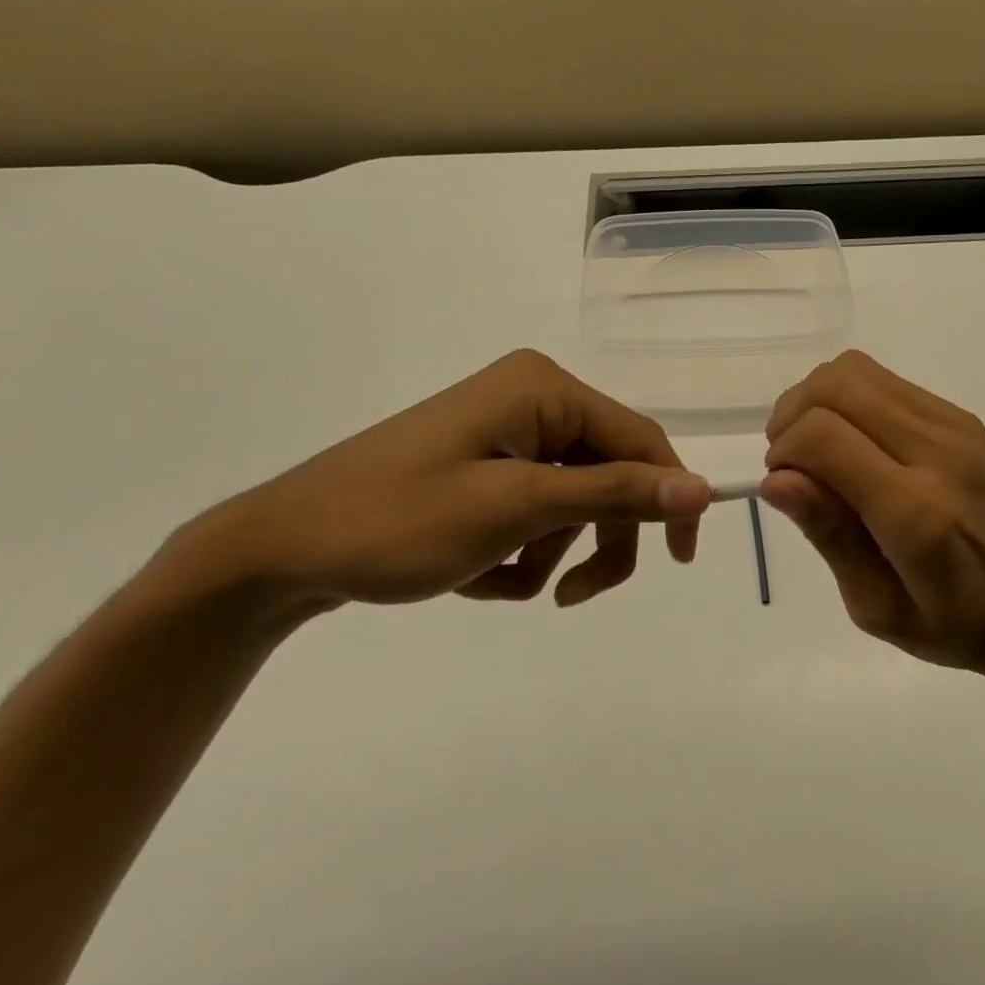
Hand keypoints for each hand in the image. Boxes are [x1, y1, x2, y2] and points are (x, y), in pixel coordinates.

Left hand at [185, 349, 711, 608]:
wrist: (280, 552)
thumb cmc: (397, 522)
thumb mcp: (516, 509)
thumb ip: (614, 493)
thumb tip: (703, 487)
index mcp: (543, 389)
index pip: (641, 438)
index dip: (670, 496)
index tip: (681, 561)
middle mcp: (531, 399)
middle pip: (608, 472)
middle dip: (592, 537)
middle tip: (570, 595)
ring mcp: (505, 432)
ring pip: (573, 501)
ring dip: (547, 550)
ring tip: (495, 576)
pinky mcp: (484, 464)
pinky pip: (535, 510)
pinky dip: (517, 550)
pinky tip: (471, 569)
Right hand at [761, 350, 984, 688]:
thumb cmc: (958, 625)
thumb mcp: (878, 607)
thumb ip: (829, 534)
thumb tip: (777, 480)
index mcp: (915, 511)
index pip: (824, 436)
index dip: (784, 451)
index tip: (781, 484)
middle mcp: (937, 452)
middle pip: (836, 385)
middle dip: (792, 414)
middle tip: (789, 460)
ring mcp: (955, 426)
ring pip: (857, 370)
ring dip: (818, 400)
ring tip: (816, 448)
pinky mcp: (963, 418)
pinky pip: (885, 381)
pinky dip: (850, 399)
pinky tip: (854, 443)